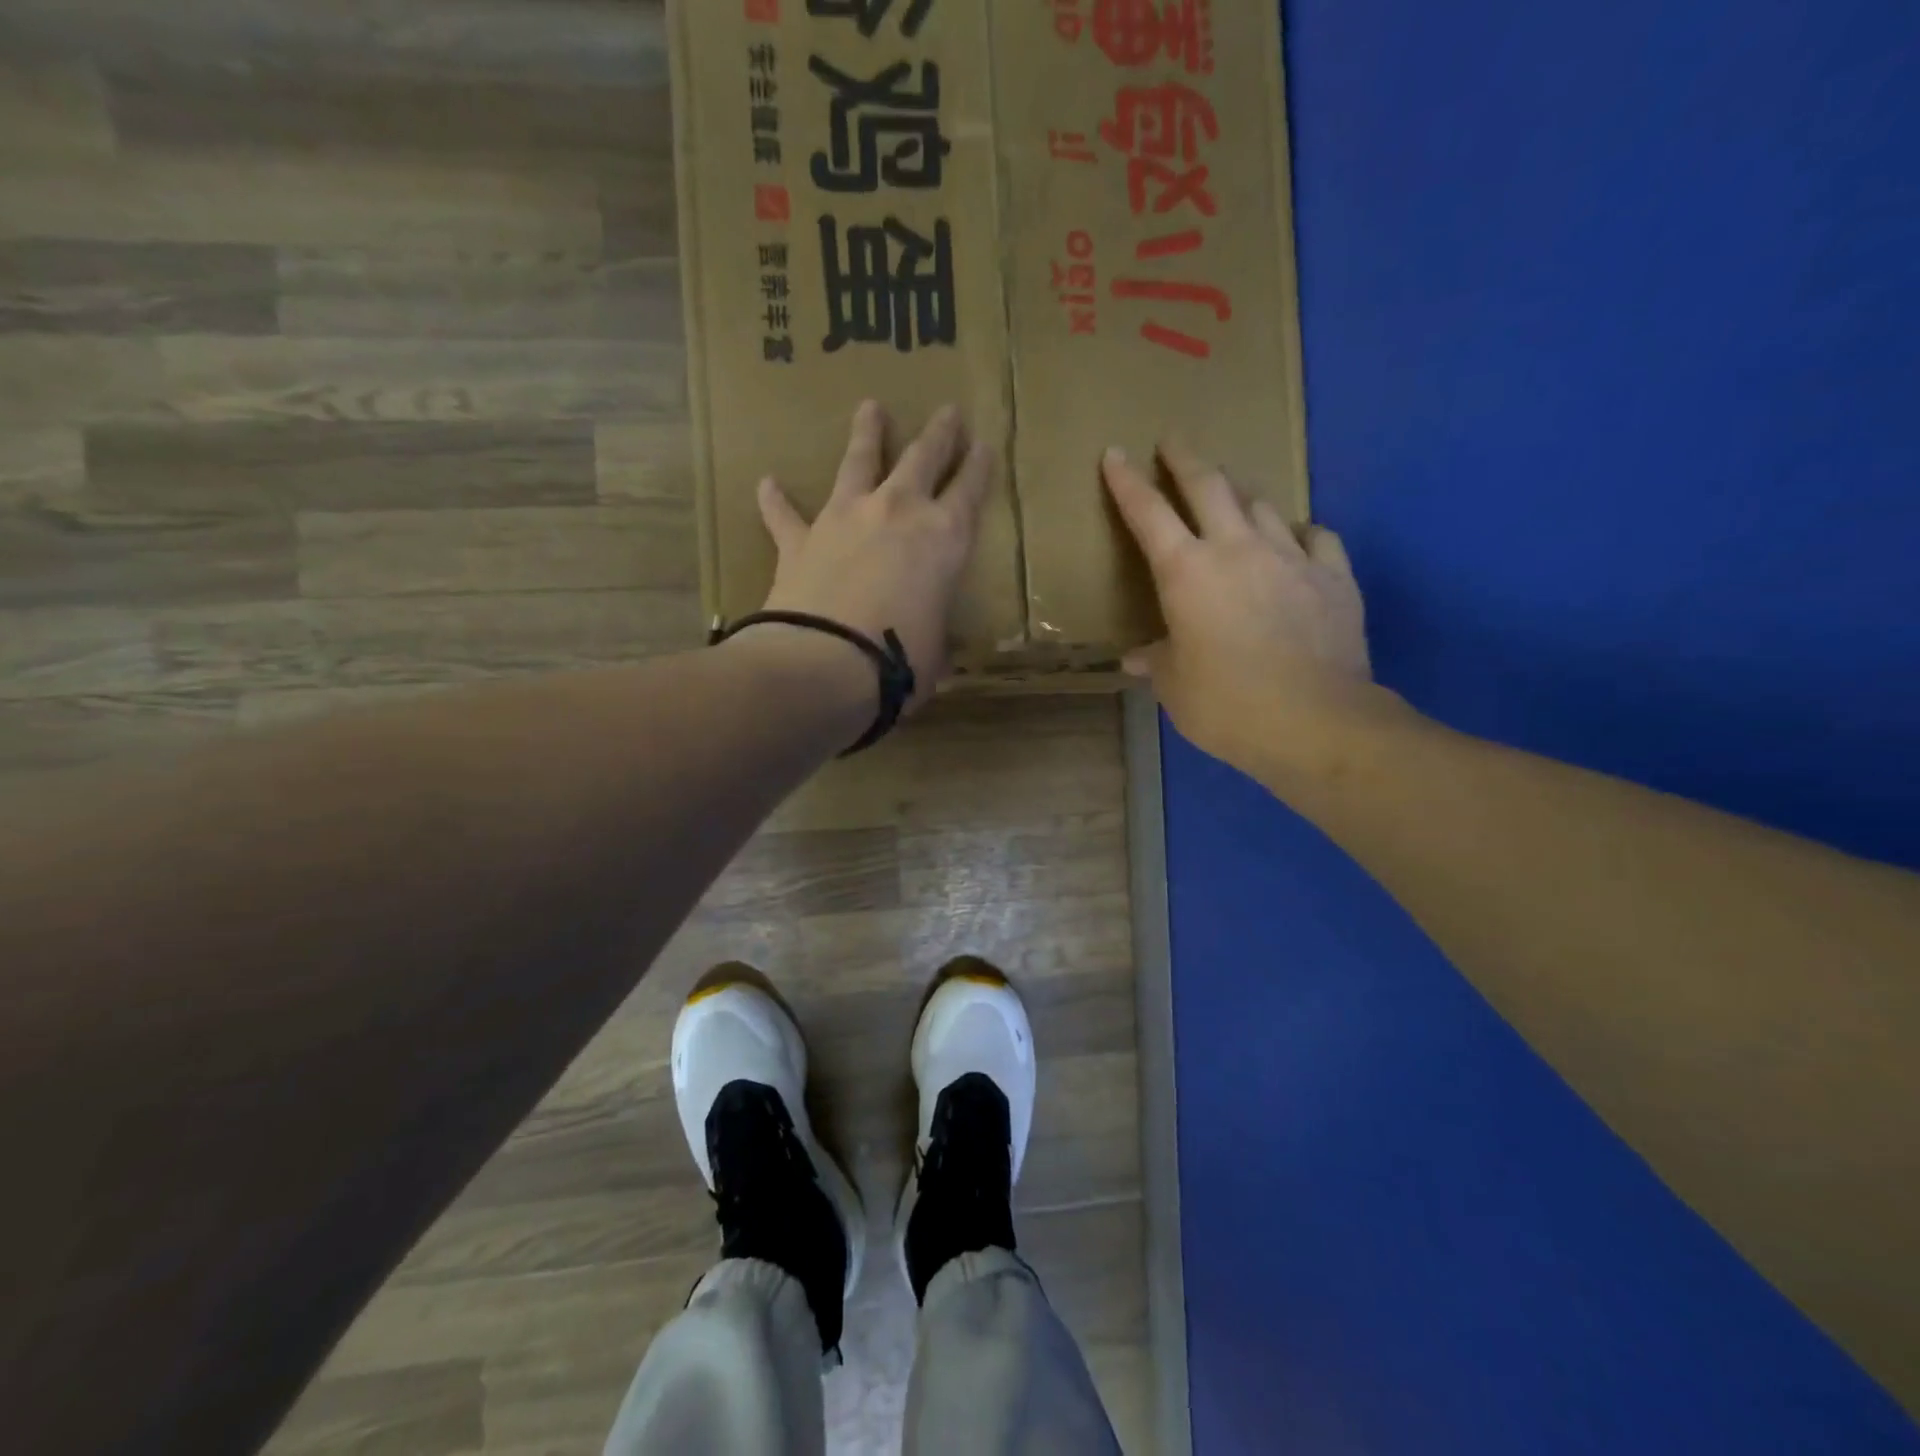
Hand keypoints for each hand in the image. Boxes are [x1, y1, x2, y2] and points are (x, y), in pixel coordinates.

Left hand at [755, 400, 991, 711]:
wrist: (827, 661)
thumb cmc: (899, 660)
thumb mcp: (935, 650)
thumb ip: (932, 635)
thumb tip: (931, 648)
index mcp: (944, 539)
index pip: (970, 490)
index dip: (980, 465)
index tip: (984, 443)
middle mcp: (898, 512)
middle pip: (923, 458)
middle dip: (939, 433)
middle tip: (947, 411)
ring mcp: (846, 518)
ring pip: (859, 461)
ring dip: (867, 433)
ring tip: (870, 407)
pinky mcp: (801, 538)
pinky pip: (785, 514)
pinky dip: (776, 500)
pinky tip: (767, 484)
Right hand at [1102, 440, 1395, 781]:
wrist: (1315, 721)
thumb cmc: (1226, 705)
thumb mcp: (1175, 687)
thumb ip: (1157, 662)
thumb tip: (1137, 658)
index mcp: (1186, 573)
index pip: (1148, 514)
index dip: (1126, 482)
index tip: (1115, 453)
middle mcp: (1236, 549)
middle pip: (1209, 485)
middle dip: (1185, 458)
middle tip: (1173, 440)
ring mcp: (1290, 557)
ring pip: (1261, 504)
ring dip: (1240, 493)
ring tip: (1231, 494)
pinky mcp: (1334, 576)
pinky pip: (1315, 537)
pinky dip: (1297, 533)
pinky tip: (1294, 540)